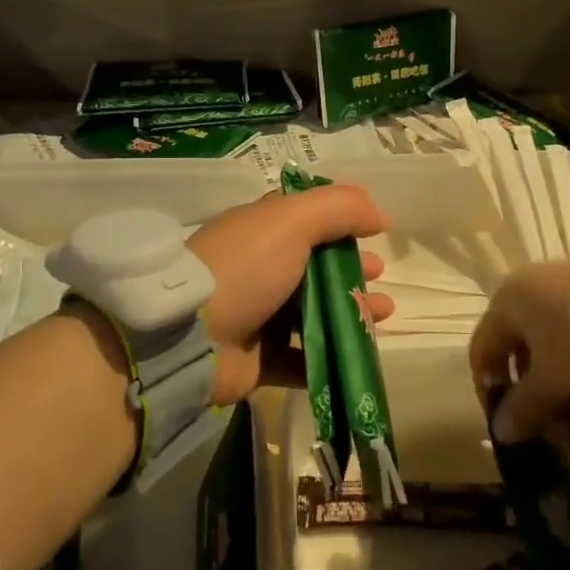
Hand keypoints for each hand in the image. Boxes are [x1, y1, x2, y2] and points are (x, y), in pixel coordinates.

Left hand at [189, 186, 394, 404]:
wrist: (187, 337)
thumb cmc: (244, 267)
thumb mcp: (292, 221)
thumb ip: (339, 209)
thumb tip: (378, 214)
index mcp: (262, 231)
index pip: (306, 220)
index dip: (341, 223)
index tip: (373, 232)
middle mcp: (260, 269)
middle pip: (316, 267)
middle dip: (351, 269)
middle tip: (378, 275)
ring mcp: (258, 316)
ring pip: (315, 312)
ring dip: (351, 311)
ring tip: (382, 313)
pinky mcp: (258, 360)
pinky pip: (303, 358)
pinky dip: (332, 355)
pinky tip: (359, 352)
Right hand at [468, 260, 569, 450]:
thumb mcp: (552, 380)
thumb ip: (523, 407)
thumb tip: (499, 431)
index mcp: (510, 302)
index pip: (484, 351)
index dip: (492, 392)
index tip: (513, 427)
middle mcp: (536, 292)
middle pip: (528, 357)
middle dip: (544, 405)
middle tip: (563, 440)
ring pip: (563, 356)